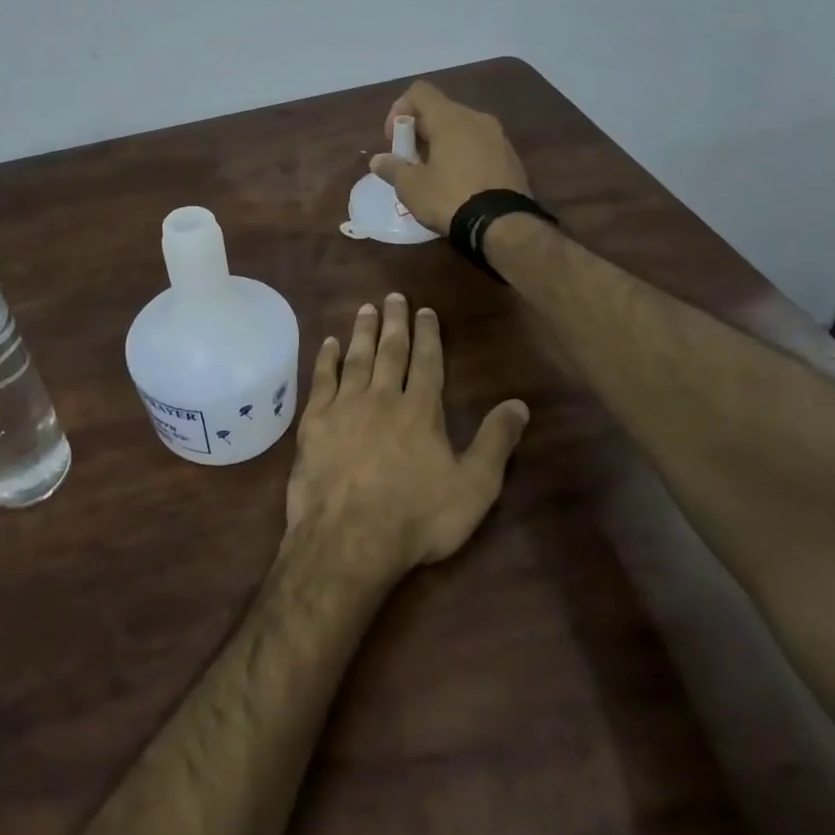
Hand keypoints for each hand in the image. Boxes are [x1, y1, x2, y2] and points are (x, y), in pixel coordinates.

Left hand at [285, 294, 528, 581]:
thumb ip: (496, 443)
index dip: (428, 334)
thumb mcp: (473, 487)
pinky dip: (326, 359)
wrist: (348, 537)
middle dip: (394, 322)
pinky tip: (329, 343)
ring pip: (356, 359)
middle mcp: (382, 398)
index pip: (427, 362)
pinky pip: (321, 380)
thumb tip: (519, 404)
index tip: (425, 310)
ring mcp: (344, 407)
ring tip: (365, 308)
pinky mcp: (314, 421)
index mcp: (421, 411)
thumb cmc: (416, 518)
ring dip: (362, 332)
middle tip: (393, 296)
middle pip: (390, 351)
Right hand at [368, 81, 530, 236]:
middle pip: (440, 111)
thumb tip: (378, 160)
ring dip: (442, 144)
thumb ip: (392, 168)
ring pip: (461, 128)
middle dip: (419, 132)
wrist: (504, 224)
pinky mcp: (511, 157)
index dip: (399, 110)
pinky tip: (459, 184)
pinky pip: (479, 145)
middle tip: (410, 162)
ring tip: (434, 175)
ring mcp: (498, 136)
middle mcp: (476, 118)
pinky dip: (464, 155)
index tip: (394, 140)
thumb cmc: (450, 198)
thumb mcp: (411, 187)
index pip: (419, 92)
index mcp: (450, 118)